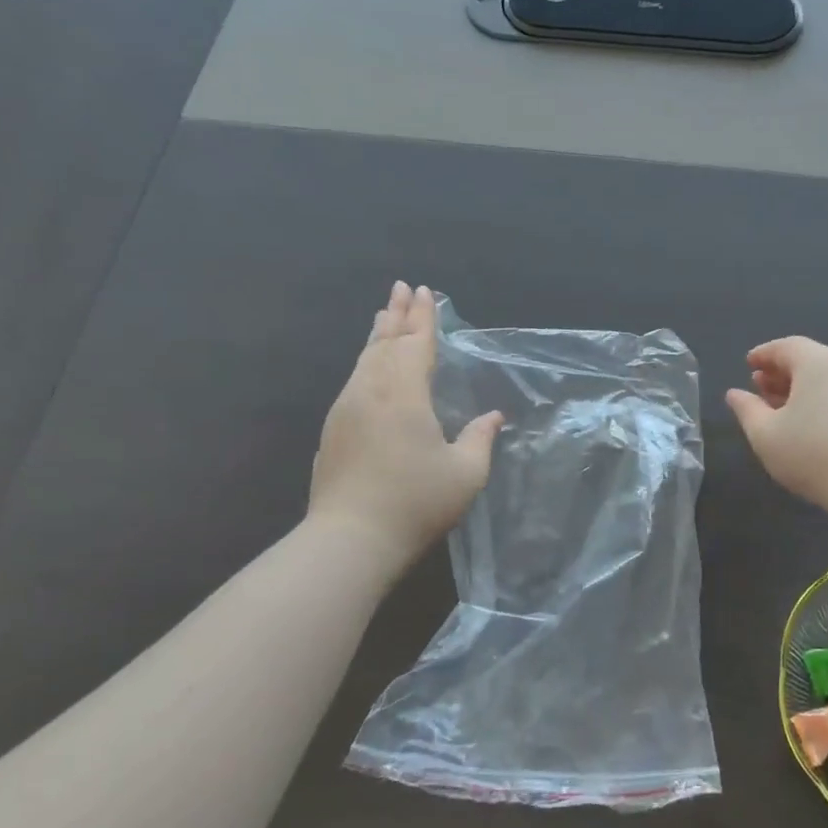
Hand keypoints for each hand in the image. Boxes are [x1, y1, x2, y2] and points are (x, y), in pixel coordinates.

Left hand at [308, 282, 502, 571]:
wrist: (350, 539)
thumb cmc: (416, 503)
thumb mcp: (465, 474)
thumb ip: (480, 439)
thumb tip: (493, 417)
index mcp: (404, 395)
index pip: (416, 344)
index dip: (424, 318)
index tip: (425, 291)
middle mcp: (370, 392)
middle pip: (385, 343)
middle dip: (397, 314)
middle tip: (402, 288)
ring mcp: (346, 410)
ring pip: (364, 360)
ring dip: (378, 335)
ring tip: (385, 316)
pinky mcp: (333, 430)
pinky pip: (354, 380)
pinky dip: (366, 361)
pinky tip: (369, 367)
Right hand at [725, 337, 827, 517]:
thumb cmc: (811, 453)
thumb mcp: (765, 434)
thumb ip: (747, 409)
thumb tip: (735, 393)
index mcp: (817, 362)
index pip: (786, 346)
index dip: (764, 354)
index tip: (748, 364)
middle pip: (808, 359)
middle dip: (781, 371)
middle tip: (759, 386)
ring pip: (826, 377)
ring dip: (800, 386)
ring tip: (780, 407)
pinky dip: (820, 397)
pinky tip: (808, 422)